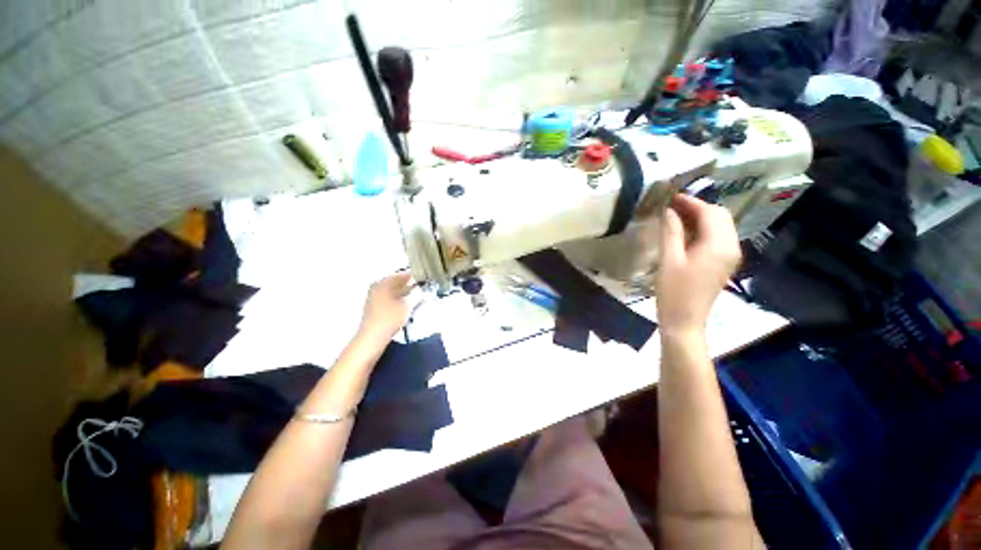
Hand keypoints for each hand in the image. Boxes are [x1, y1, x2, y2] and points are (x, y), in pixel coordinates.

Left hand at [359, 271, 415, 342]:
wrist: (373, 337)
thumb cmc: (390, 318)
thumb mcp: (408, 305)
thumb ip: (416, 294)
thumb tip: (420, 290)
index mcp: (384, 282)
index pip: (402, 274)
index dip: (415, 276)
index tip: (424, 280)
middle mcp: (377, 286)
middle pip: (396, 281)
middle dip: (409, 284)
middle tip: (421, 287)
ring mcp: (373, 296)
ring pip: (392, 289)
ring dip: (403, 291)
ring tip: (415, 296)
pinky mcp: (373, 306)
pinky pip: (388, 296)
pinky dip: (397, 297)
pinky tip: (405, 303)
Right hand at [655, 194, 740, 336]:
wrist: (685, 321)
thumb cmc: (674, 292)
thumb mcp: (669, 260)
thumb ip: (671, 232)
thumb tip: (669, 210)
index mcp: (719, 245)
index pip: (709, 213)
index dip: (690, 202)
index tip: (670, 196)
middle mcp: (731, 247)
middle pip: (720, 216)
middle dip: (697, 207)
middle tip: (671, 206)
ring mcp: (730, 256)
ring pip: (720, 226)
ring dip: (700, 217)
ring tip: (675, 217)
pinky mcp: (724, 263)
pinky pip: (717, 237)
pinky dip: (703, 229)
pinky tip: (684, 233)